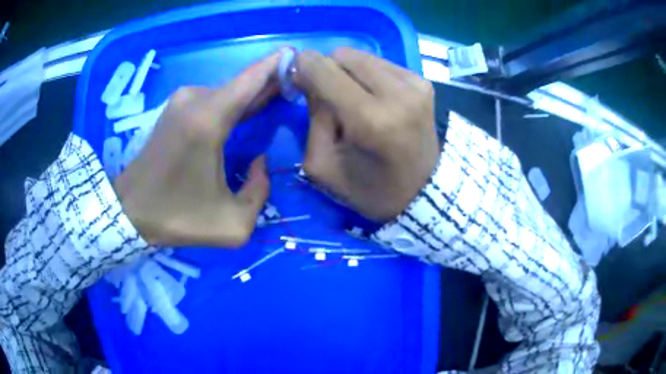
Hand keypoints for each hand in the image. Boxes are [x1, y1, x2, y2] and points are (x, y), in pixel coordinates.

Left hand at [114, 51, 282, 246]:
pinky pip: (213, 98)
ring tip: (277, 100)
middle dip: (272, 83)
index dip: (279, 64)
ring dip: (252, 96)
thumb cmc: (177, 217)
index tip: (302, 59)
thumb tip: (259, 161)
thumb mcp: (232, 224)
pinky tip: (246, 112)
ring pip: (229, 92)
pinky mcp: (175, 107)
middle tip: (298, 87)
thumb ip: (260, 191)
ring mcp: (182, 100)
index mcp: (208, 120)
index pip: (252, 78)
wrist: (130, 210)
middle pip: (243, 83)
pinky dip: (233, 103)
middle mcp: (195, 100)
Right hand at [295, 48, 439, 221]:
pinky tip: (374, 98)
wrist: (422, 193)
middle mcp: (397, 93)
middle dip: (326, 70)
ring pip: (362, 56)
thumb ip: (312, 117)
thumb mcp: (323, 165)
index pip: (323, 70)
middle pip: (343, 55)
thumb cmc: (370, 189)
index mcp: (369, 119)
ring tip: (353, 98)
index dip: (302, 67)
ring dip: (348, 72)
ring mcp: (415, 84)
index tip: (296, 78)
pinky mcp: (424, 82)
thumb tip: (310, 78)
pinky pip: (381, 63)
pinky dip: (369, 75)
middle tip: (326, 94)